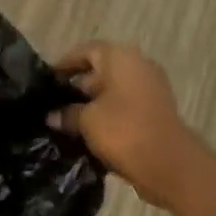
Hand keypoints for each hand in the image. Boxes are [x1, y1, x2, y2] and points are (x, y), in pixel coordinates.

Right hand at [49, 42, 205, 208]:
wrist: (168, 164)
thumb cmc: (123, 130)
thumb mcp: (87, 120)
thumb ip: (67, 114)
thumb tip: (52, 116)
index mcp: (121, 58)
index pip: (87, 51)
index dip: (65, 63)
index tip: (47, 79)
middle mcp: (138, 67)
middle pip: (100, 71)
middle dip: (76, 87)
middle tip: (51, 104)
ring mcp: (150, 91)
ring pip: (112, 92)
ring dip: (90, 105)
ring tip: (63, 122)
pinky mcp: (154, 113)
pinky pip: (123, 108)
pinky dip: (106, 117)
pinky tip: (85, 134)